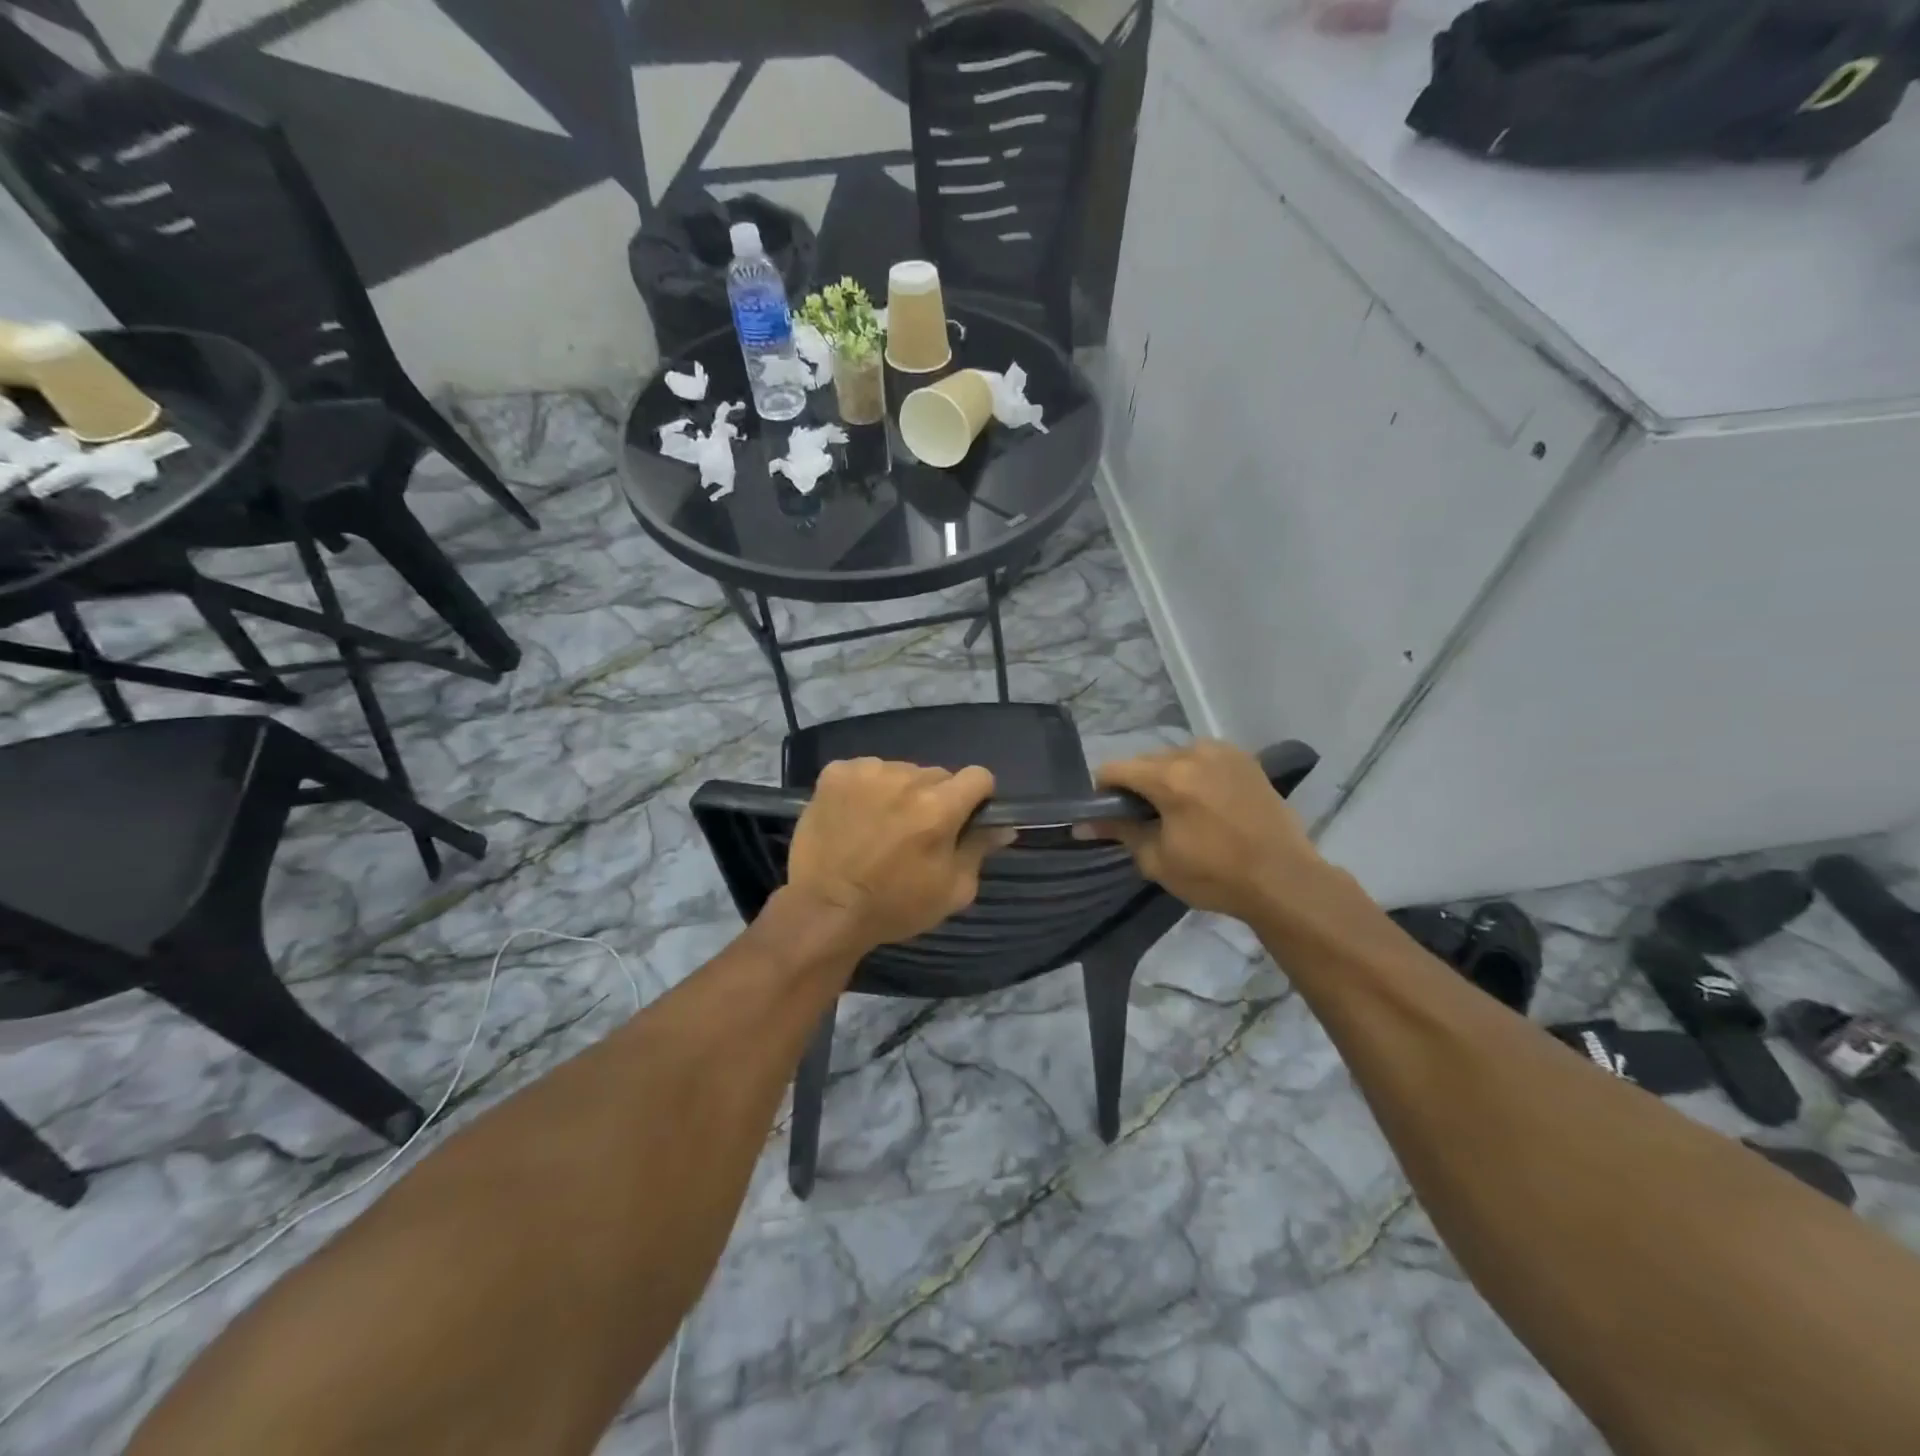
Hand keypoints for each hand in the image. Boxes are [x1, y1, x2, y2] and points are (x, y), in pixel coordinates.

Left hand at [787, 759, 1013, 950]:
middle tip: (917, 831)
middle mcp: (906, 778)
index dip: (976, 797)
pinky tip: (856, 815)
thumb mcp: (952, 890)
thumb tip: (1004, 826)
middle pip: (937, 774)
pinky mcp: (836, 773)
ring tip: (881, 824)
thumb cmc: (894, 907)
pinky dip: (866, 788)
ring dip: (899, 791)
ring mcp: (867, 772)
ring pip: (901, 771)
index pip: (978, 776)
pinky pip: (866, 770)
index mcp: (940, 807)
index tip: (964, 818)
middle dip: (935, 797)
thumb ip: (980, 850)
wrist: (824, 910)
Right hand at [1077, 740, 1320, 921]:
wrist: (1284, 880)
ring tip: (1180, 812)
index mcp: (1169, 776)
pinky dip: (1195, 775)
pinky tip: (1206, 803)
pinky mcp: (1246, 760)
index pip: (1114, 769)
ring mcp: (1223, 752)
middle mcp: (1194, 753)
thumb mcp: (1157, 860)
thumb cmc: (1215, 876)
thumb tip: (1083, 825)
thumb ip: (1119, 832)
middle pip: (1145, 761)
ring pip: (1176, 758)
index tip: (1108, 816)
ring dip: (1167, 778)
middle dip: (1137, 785)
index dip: (1102, 792)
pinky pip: (1204, 759)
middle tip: (1145, 820)